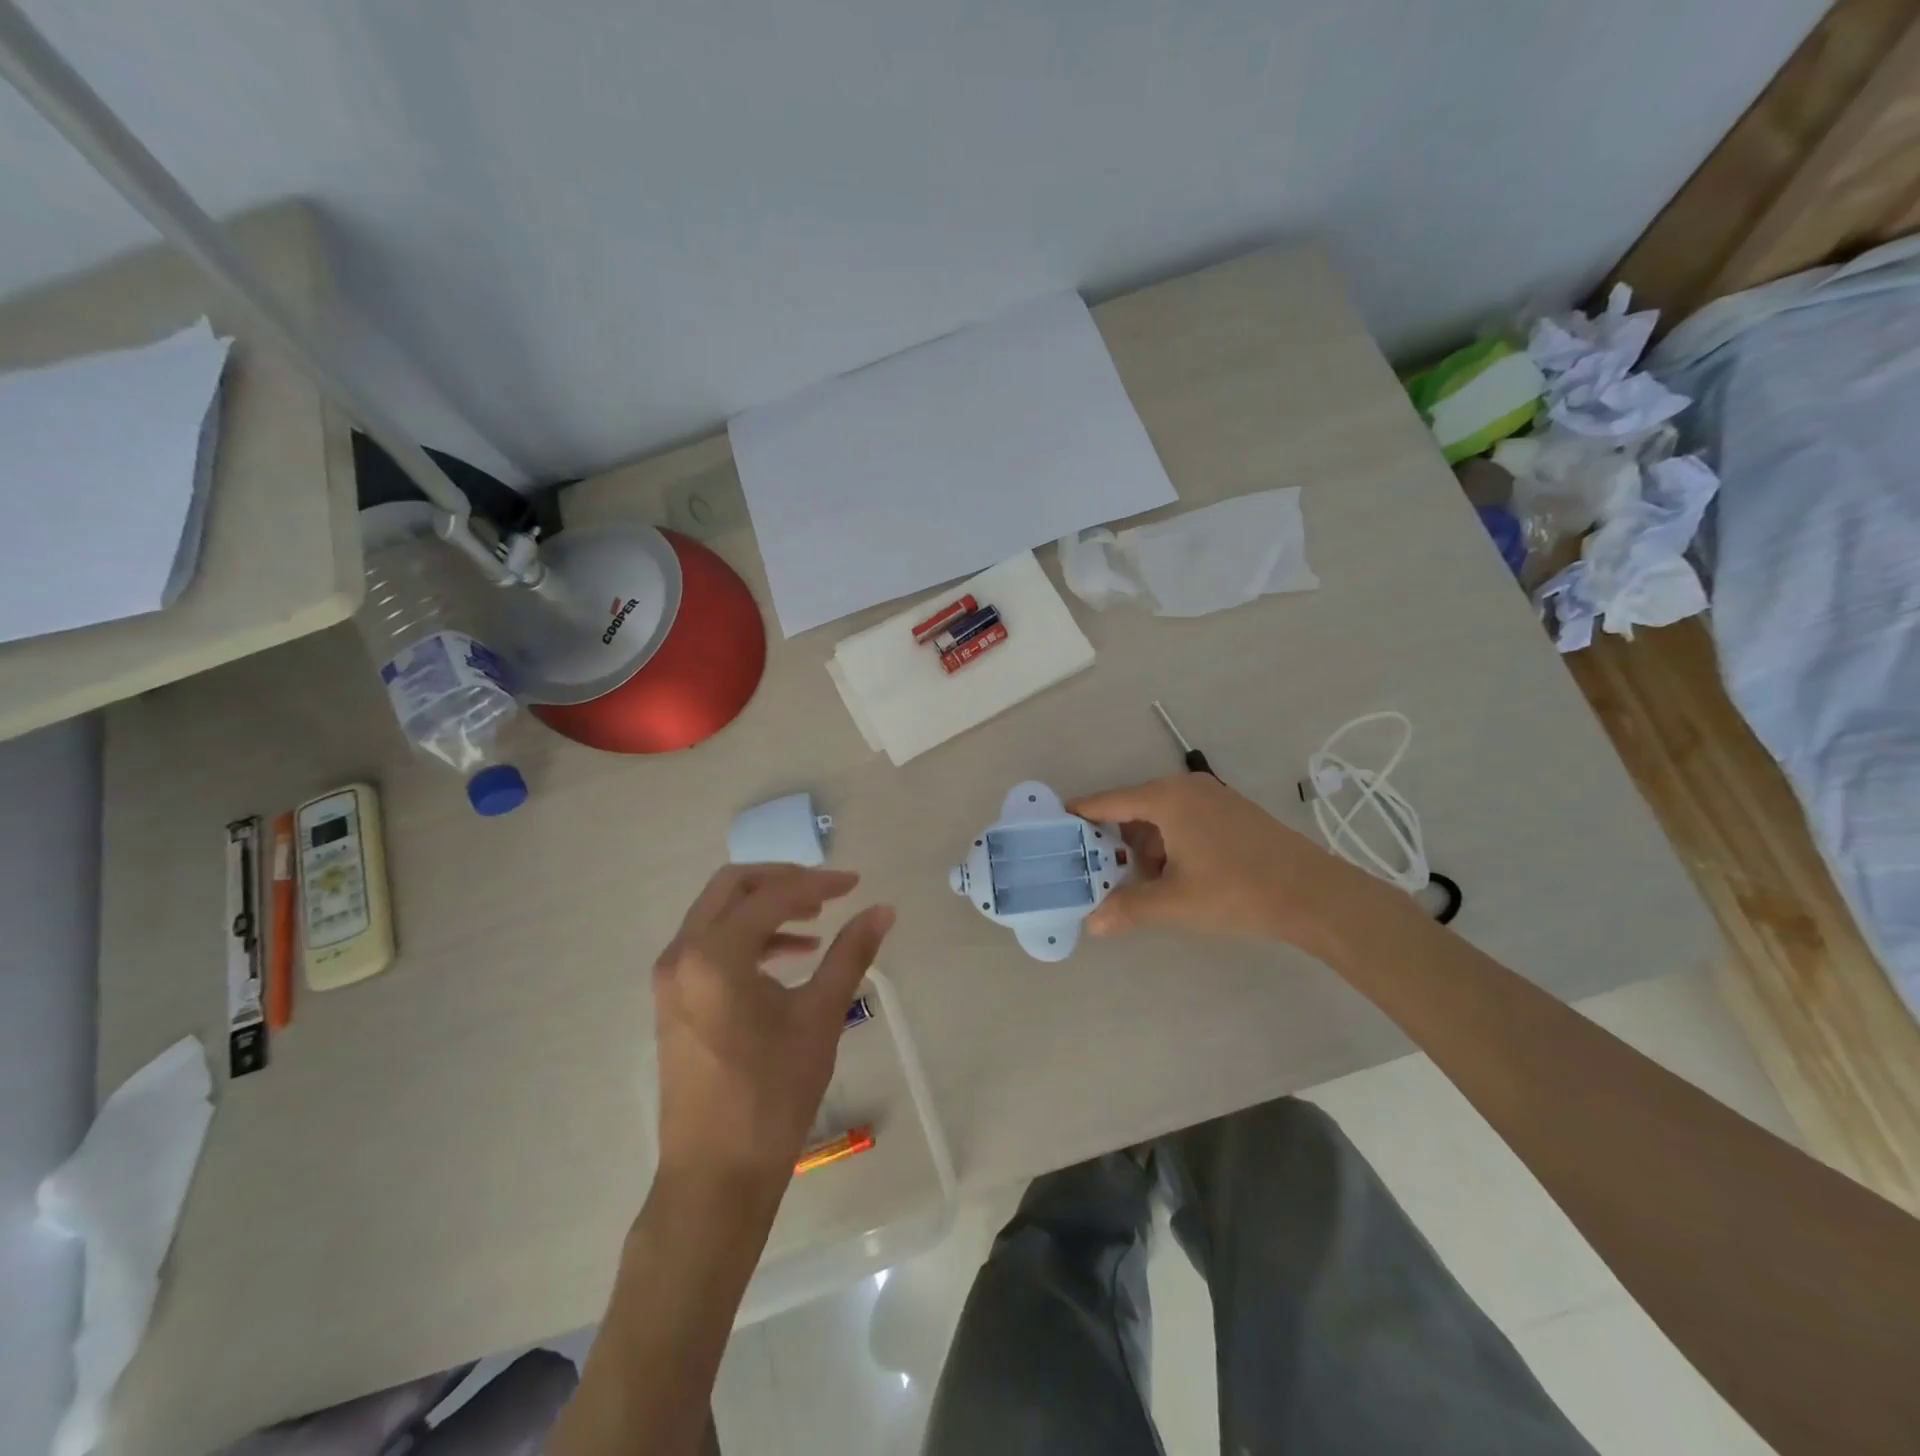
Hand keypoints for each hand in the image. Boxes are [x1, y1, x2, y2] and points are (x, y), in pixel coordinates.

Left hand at [651, 865, 893, 1203]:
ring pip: (717, 914)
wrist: (715, 1175)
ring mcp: (671, 978)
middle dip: (782, 881)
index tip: (856, 883)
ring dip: (765, 908)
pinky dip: (748, 938)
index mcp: (715, 954)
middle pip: (732, 888)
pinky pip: (709, 945)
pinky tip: (789, 957)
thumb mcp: (820, 1017)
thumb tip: (883, 910)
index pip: (772, 896)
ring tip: (815, 923)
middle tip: (826, 892)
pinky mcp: (673, 1000)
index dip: (818, 883)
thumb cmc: (772, 1095)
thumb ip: (851, 954)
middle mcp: (682, 954)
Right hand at [1068, 774, 1369, 949]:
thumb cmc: (1237, 890)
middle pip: (1131, 809)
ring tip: (1132, 884)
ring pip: (1158, 818)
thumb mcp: (1175, 903)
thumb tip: (1092, 924)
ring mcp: (1211, 798)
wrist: (1314, 894)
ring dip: (1141, 848)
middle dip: (1111, 841)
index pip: (1107, 802)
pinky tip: (1168, 878)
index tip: (1052, 829)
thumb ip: (1128, 908)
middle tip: (1090, 870)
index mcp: (1167, 798)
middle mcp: (1185, 788)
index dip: (1078, 816)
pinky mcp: (1229, 813)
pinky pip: (1181, 822)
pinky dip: (1166, 846)